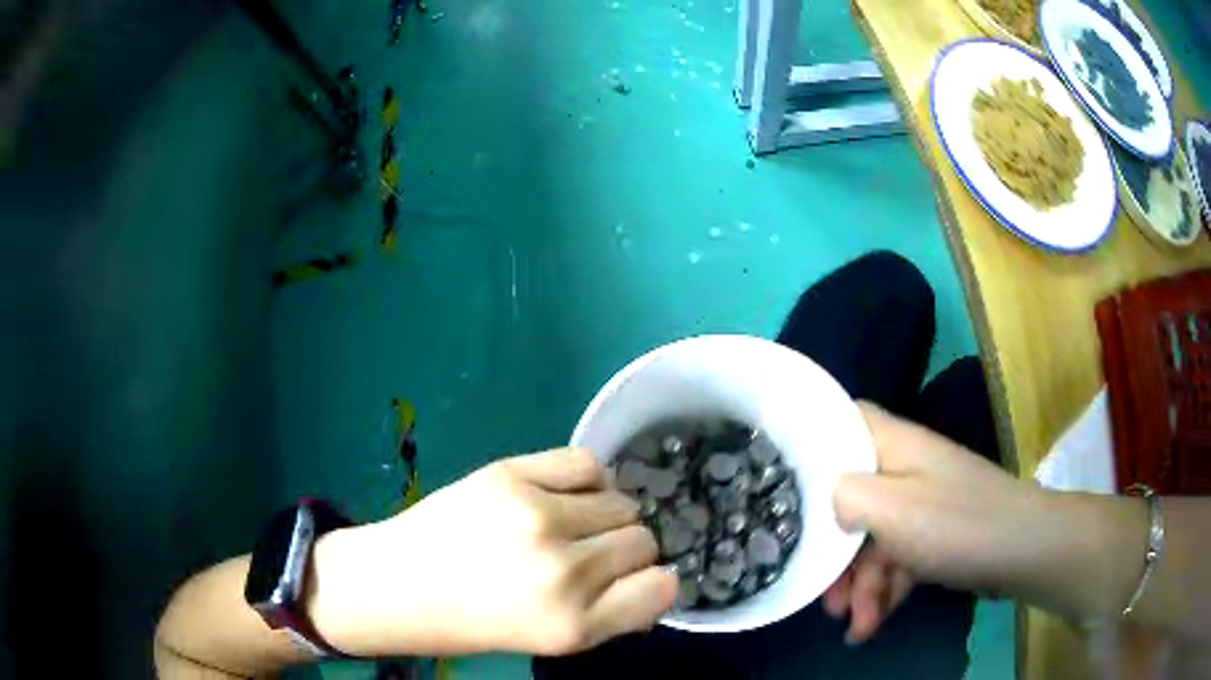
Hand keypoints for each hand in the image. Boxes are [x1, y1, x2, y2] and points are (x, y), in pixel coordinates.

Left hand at [309, 448, 677, 656]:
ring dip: (606, 514)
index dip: (652, 581)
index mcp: (574, 626)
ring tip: (570, 524)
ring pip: (622, 502)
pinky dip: (589, 480)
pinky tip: (563, 495)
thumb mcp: (553, 640)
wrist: (401, 584)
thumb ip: (611, 614)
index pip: (662, 588)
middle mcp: (564, 573)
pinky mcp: (511, 476)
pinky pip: (588, 464)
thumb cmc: (476, 621)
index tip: (632, 580)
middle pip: (643, 541)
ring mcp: (537, 519)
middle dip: (625, 549)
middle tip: (588, 554)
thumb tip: (657, 578)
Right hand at [823, 402, 1043, 641]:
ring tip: (853, 624)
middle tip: (824, 595)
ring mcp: (919, 504)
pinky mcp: (931, 535)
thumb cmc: (956, 523)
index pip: (841, 423)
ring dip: (859, 585)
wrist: (1021, 552)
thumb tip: (826, 497)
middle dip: (835, 553)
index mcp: (892, 445)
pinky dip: (882, 592)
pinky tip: (871, 625)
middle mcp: (903, 468)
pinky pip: (894, 559)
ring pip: (871, 539)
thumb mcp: (893, 510)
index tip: (779, 485)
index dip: (810, 447)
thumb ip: (847, 496)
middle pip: (850, 499)